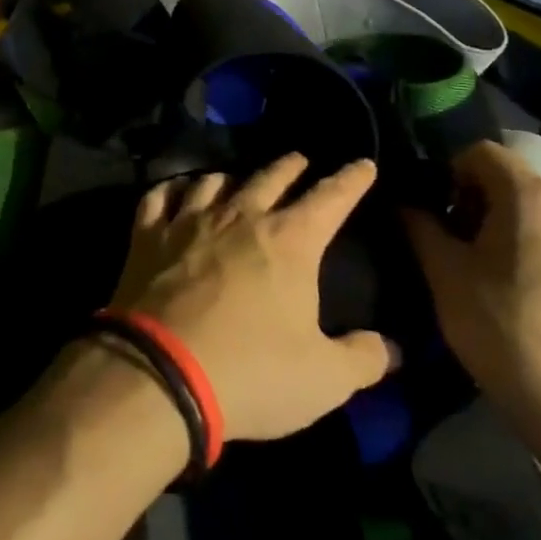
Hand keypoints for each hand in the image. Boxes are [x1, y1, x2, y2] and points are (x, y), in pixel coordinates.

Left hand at [108, 154, 397, 442]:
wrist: (161, 373)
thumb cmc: (253, 373)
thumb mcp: (324, 379)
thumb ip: (363, 358)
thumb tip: (392, 347)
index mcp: (289, 242)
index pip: (330, 199)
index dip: (350, 180)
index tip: (364, 164)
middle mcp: (239, 218)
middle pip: (269, 178)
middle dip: (290, 167)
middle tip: (299, 160)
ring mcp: (189, 222)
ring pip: (213, 181)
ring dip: (231, 177)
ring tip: (236, 179)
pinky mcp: (148, 236)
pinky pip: (159, 197)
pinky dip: (170, 189)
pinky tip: (174, 191)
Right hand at [404, 141, 540, 449]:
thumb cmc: (507, 334)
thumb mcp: (446, 276)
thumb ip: (420, 227)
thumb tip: (406, 203)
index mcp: (535, 197)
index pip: (482, 152)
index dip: (449, 173)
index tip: (435, 212)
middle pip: (513, 182)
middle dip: (476, 203)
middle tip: (454, 246)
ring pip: (540, 215)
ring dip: (507, 229)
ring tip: (488, 276)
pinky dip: (538, 252)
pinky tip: (525, 299)